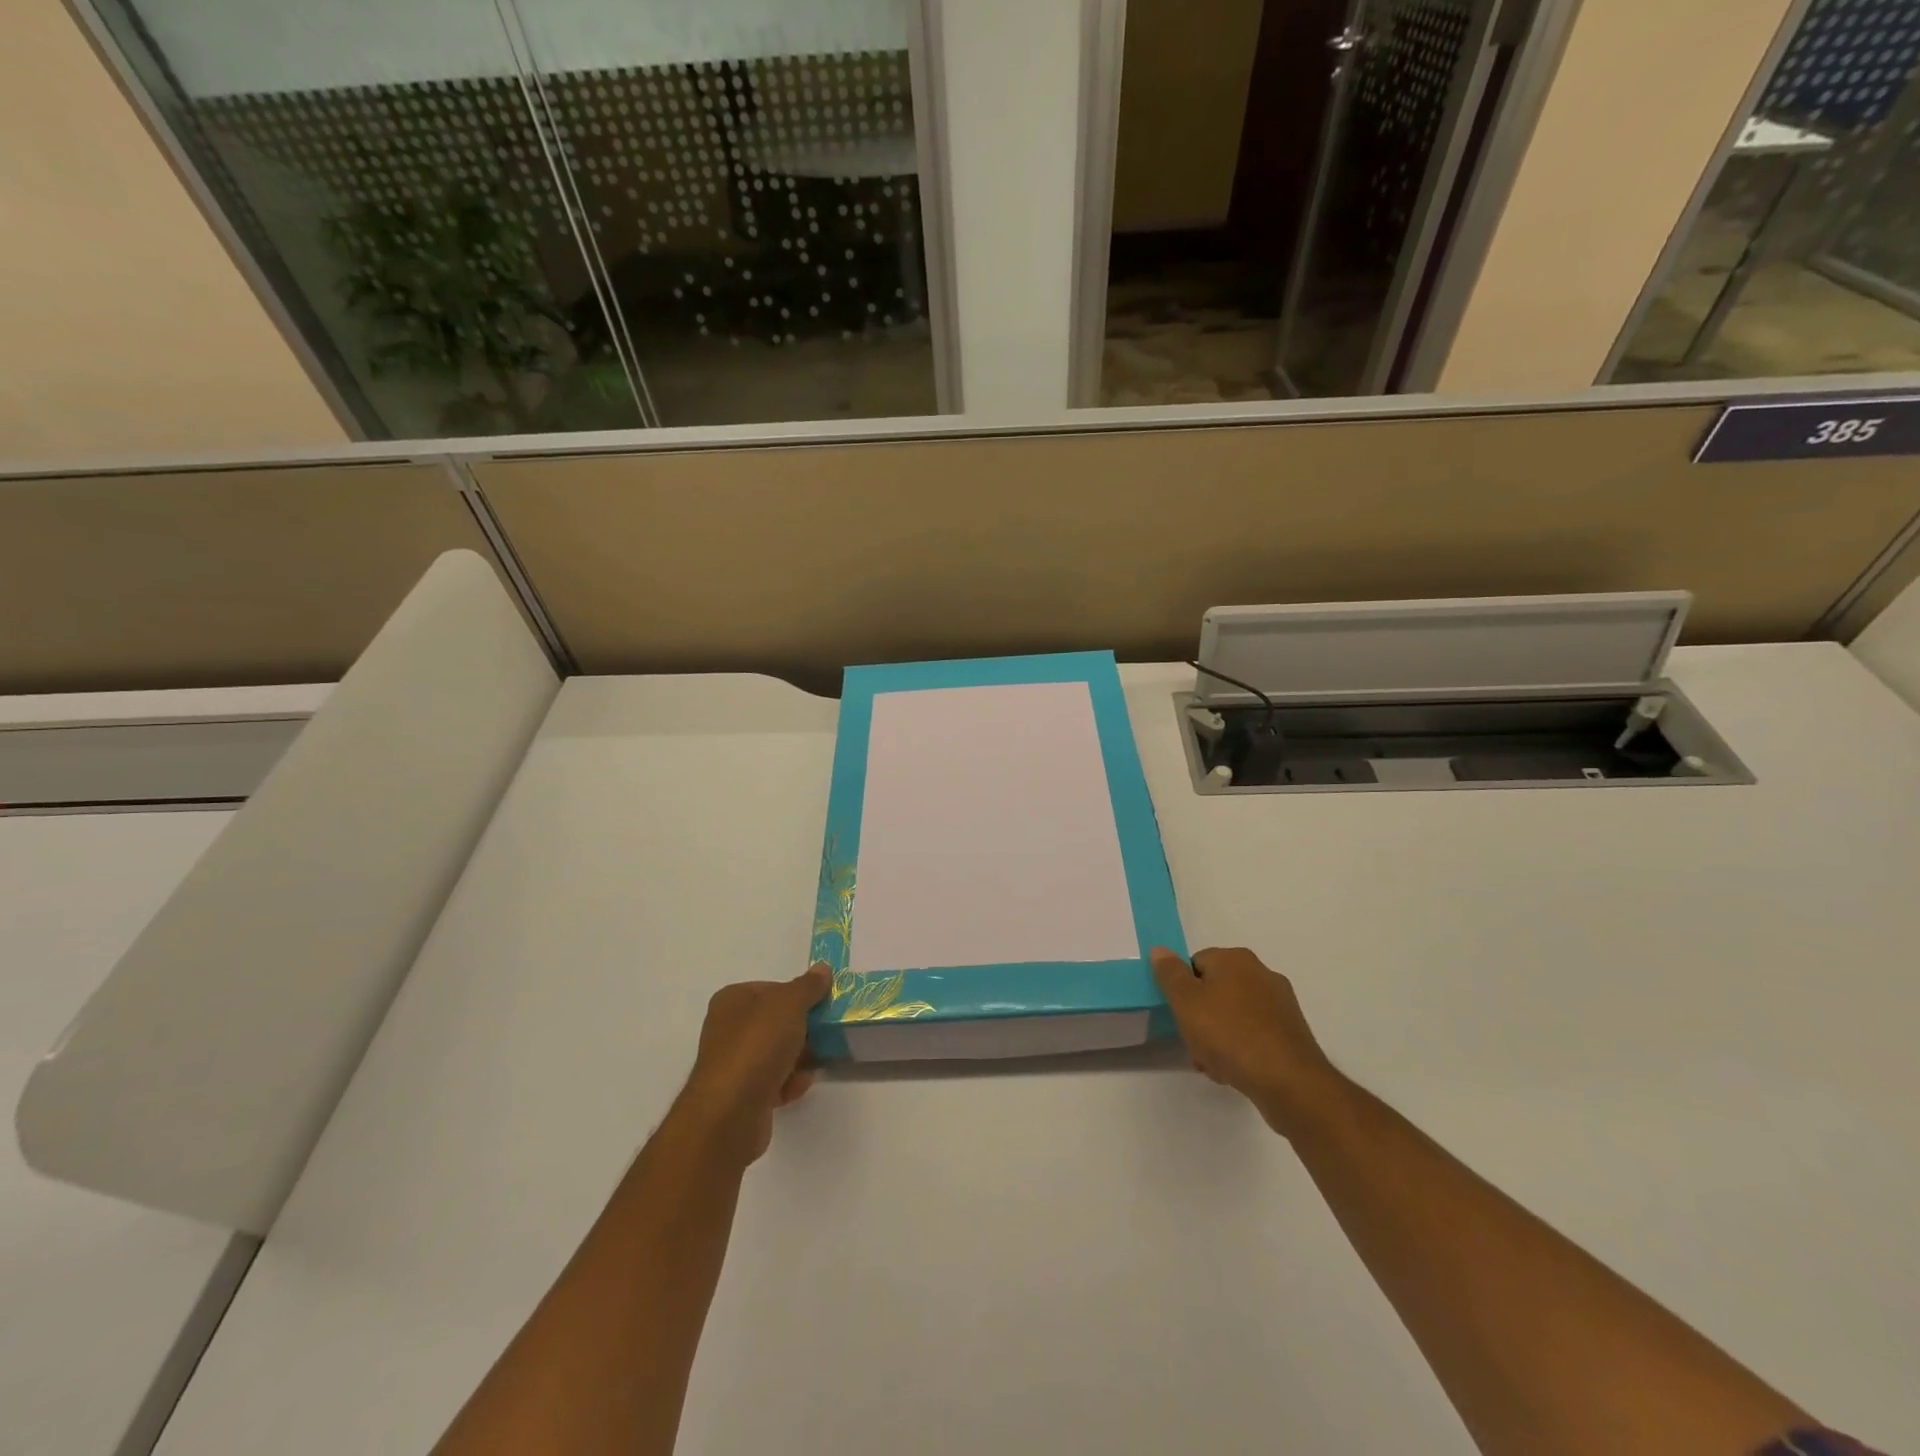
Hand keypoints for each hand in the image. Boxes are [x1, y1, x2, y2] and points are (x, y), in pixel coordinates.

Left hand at [675, 963, 830, 1164]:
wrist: (731, 1112)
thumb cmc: (758, 1045)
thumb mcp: (790, 1004)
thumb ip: (808, 986)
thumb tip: (822, 969)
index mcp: (732, 1000)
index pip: (771, 988)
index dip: (797, 995)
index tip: (820, 1005)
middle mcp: (728, 1029)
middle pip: (775, 1022)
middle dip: (802, 1028)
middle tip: (825, 1032)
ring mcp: (733, 1064)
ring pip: (776, 1053)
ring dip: (799, 1057)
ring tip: (817, 1061)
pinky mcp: (741, 1096)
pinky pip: (772, 1081)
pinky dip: (789, 1083)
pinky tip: (800, 1086)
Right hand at [1151, 946, 1345, 1137]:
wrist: (1288, 1082)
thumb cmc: (1229, 1034)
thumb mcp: (1186, 1002)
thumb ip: (1170, 974)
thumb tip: (1161, 950)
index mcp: (1235, 958)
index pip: (1195, 964)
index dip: (1182, 990)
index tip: (1180, 1016)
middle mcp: (1261, 973)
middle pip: (1216, 989)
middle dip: (1200, 1016)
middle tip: (1193, 1044)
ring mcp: (1280, 1003)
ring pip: (1234, 1014)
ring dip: (1219, 1036)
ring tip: (1213, 1064)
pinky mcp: (1291, 1032)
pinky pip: (1255, 1033)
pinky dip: (1242, 1048)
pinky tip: (1235, 1071)